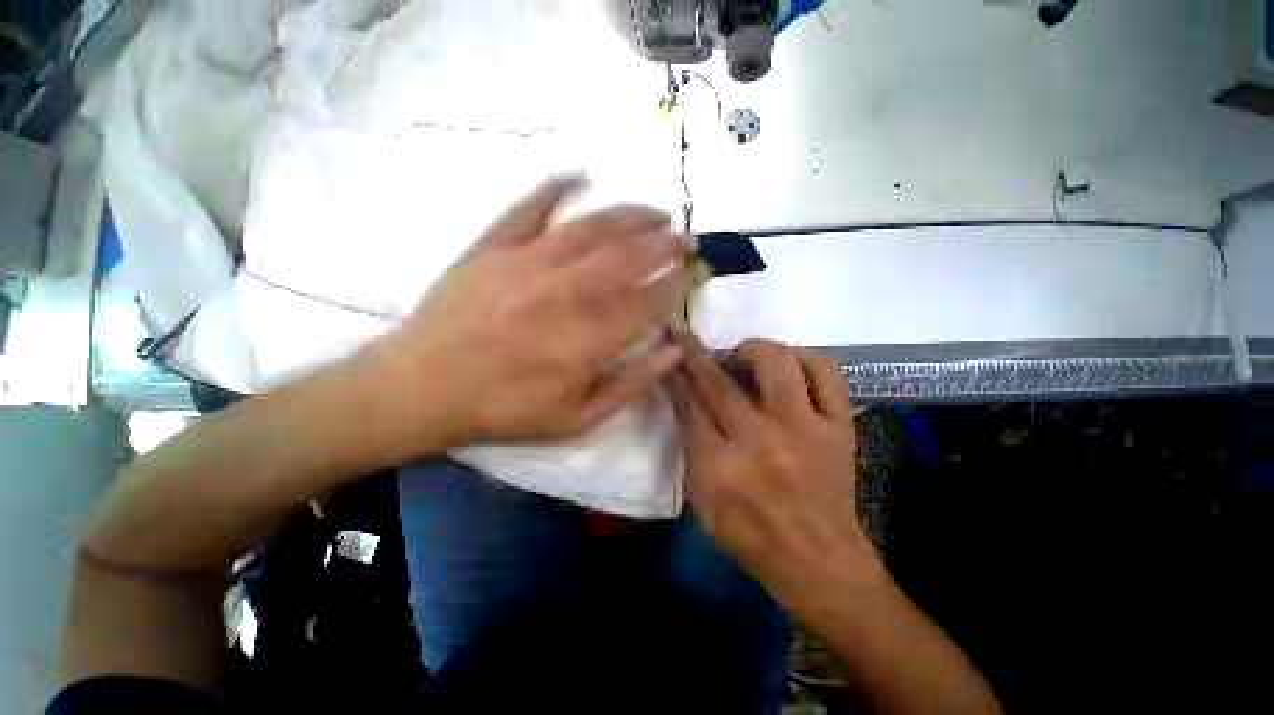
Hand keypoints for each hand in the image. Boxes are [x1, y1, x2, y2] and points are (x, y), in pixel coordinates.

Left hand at [357, 177, 690, 458]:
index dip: (676, 288)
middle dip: (665, 246)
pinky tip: (581, 175)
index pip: (649, 304)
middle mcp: (565, 293)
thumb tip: (672, 352)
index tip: (691, 278)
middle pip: (628, 258)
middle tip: (686, 240)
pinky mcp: (494, 247)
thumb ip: (629, 385)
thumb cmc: (504, 410)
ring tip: (657, 212)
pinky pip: (530, 207)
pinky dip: (557, 187)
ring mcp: (528, 263)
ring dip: (631, 216)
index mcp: (587, 339)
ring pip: (592, 228)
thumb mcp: (576, 419)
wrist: (422, 388)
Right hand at [670, 336, 879, 605]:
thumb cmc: (750, 536)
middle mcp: (761, 442)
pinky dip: (803, 358)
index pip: (688, 406)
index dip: (676, 374)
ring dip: (752, 349)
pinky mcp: (838, 427)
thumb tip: (683, 397)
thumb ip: (689, 447)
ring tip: (744, 356)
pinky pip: (826, 372)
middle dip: (695, 353)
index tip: (669, 353)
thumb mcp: (702, 501)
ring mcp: (805, 430)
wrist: (819, 561)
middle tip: (689, 340)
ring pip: (777, 363)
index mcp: (720, 469)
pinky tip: (789, 366)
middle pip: (720, 383)